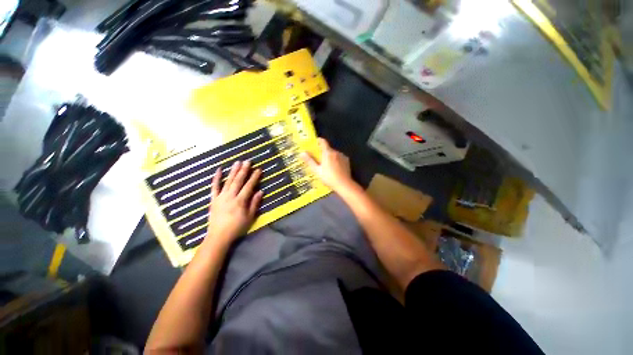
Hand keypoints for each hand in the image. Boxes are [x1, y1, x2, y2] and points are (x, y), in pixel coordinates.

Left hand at [206, 161, 263, 243]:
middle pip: (238, 181)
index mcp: (240, 201)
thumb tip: (260, 191)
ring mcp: (221, 197)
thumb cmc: (237, 228)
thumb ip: (254, 203)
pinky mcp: (213, 199)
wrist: (218, 236)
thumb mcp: (250, 217)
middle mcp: (230, 196)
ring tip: (237, 162)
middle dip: (244, 170)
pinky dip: (216, 178)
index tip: (258, 169)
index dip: (254, 177)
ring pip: (228, 181)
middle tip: (248, 161)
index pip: (249, 186)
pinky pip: (214, 187)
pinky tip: (219, 170)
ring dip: (233, 171)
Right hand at [301, 138, 353, 191]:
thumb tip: (302, 153)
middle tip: (319, 159)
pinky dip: (336, 160)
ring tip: (327, 166)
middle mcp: (335, 152)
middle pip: (328, 149)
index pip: (323, 141)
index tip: (315, 143)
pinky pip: (339, 158)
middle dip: (323, 152)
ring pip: (334, 153)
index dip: (318, 140)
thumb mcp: (317, 170)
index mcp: (327, 153)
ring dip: (330, 156)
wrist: (344, 184)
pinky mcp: (347, 161)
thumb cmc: (329, 178)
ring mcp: (342, 156)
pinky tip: (335, 168)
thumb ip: (310, 161)